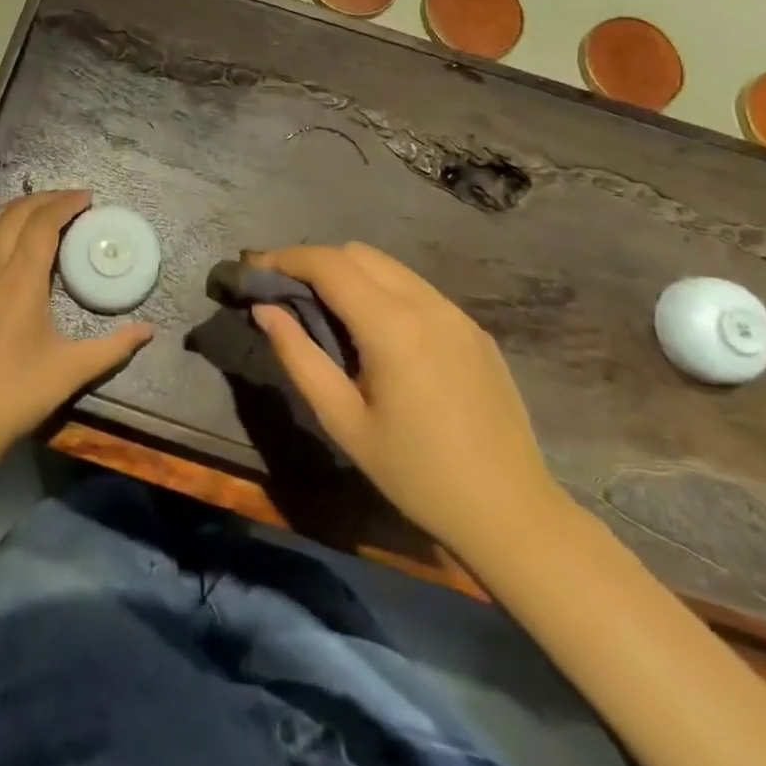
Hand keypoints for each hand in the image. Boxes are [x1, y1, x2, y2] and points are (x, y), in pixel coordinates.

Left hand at [0, 190, 152, 456]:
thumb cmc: (18, 392)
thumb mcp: (72, 369)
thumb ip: (114, 346)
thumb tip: (149, 330)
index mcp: (20, 279)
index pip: (42, 224)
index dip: (65, 204)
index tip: (86, 197)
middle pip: (14, 215)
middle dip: (43, 199)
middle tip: (68, 199)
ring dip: (14, 209)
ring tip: (36, 209)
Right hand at [251, 243, 562, 553]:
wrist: (510, 512)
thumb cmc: (416, 474)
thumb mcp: (343, 421)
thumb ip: (299, 357)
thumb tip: (265, 310)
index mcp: (392, 326)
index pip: (329, 264)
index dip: (286, 258)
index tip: (254, 269)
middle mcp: (427, 304)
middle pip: (358, 254)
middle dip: (314, 261)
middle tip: (284, 291)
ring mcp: (456, 313)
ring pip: (389, 267)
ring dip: (348, 273)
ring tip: (324, 309)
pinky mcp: (474, 329)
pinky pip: (416, 289)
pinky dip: (381, 290)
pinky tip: (374, 332)